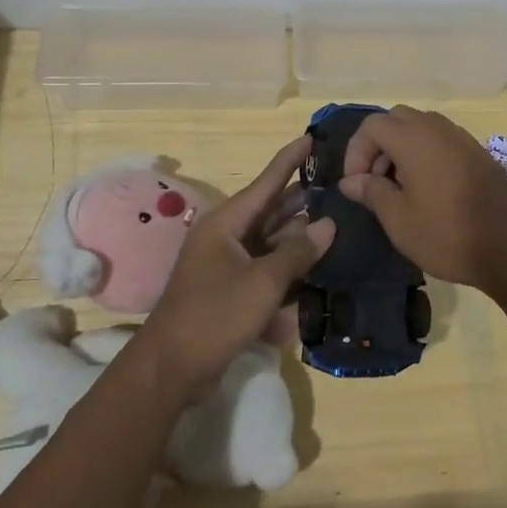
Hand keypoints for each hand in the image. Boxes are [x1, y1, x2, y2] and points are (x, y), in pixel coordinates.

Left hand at [137, 136, 334, 390]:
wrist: (171, 369)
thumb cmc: (215, 315)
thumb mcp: (262, 282)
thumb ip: (297, 252)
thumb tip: (326, 225)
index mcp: (226, 224)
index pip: (265, 183)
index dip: (289, 160)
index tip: (311, 138)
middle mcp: (225, 238)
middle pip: (269, 211)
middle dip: (300, 200)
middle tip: (335, 186)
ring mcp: (226, 266)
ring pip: (269, 243)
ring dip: (297, 239)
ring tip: (334, 225)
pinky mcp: (229, 293)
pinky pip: (264, 272)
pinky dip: (286, 273)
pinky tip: (314, 275)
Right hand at [338, 107, 506, 294]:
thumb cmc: (447, 234)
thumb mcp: (399, 219)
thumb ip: (372, 192)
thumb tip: (351, 181)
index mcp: (414, 139)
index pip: (372, 126)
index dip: (356, 152)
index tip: (356, 185)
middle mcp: (438, 129)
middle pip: (396, 120)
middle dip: (378, 146)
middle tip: (376, 182)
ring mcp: (462, 139)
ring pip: (421, 128)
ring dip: (402, 150)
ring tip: (400, 189)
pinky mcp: (478, 154)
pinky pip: (441, 141)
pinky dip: (425, 154)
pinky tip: (427, 190)